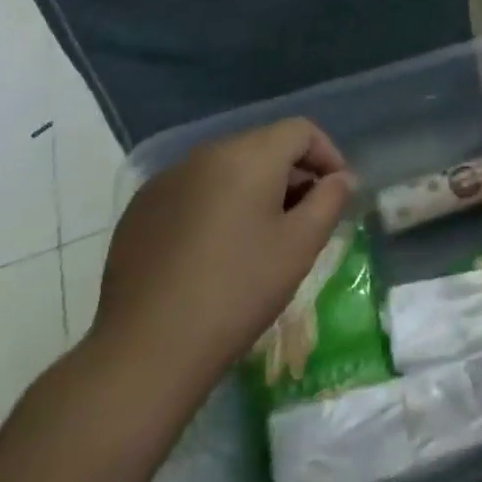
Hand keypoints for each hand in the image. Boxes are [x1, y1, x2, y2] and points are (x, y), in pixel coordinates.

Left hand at [86, 119, 352, 418]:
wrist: (146, 351)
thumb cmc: (238, 291)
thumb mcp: (301, 245)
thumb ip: (330, 199)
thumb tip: (340, 178)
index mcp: (247, 155)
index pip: (300, 130)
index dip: (328, 154)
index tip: (337, 192)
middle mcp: (204, 155)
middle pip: (263, 146)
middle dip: (292, 173)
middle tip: (305, 217)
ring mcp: (166, 182)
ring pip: (226, 169)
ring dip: (254, 189)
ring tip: (261, 236)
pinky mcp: (140, 212)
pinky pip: (193, 192)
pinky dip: (216, 206)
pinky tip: (215, 251)